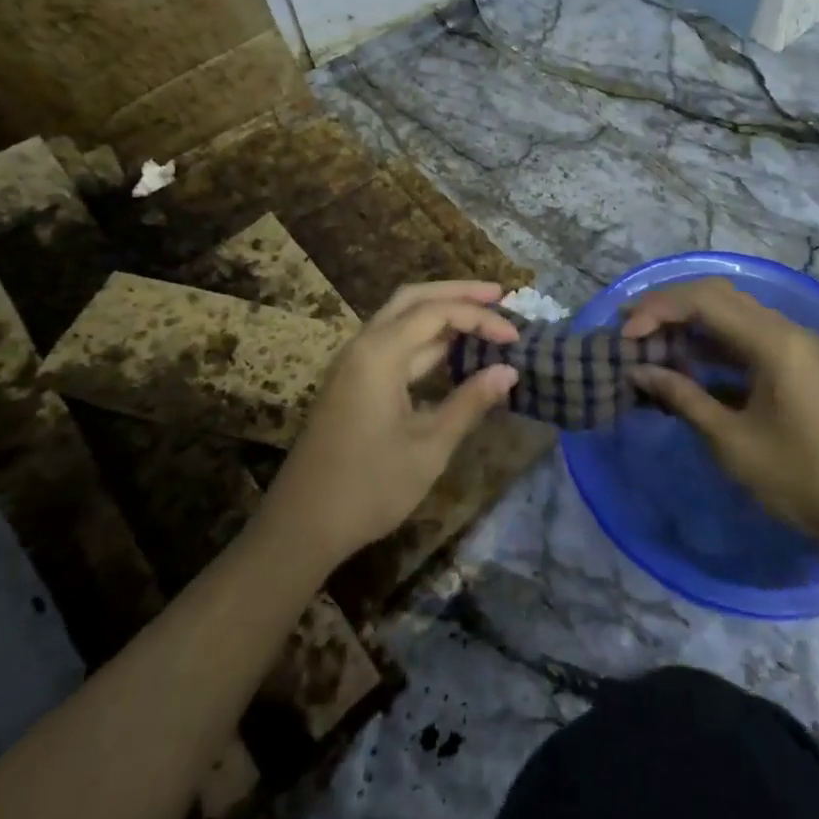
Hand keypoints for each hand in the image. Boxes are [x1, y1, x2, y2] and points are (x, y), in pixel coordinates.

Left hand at [259, 281, 518, 571]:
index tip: (515, 335)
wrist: (302, 525)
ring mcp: (355, 364)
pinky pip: (394, 344)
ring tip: (483, 316)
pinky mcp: (354, 383)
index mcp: (379, 353)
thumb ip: (469, 402)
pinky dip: (426, 339)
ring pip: (402, 319)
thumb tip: (508, 371)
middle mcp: (364, 346)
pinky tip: (453, 351)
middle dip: (457, 292)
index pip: (437, 312)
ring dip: (442, 313)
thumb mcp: (429, 447)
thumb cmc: (369, 487)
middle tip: (499, 294)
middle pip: (413, 299)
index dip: (480, 317)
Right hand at [624, 278, 818, 558]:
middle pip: (718, 297)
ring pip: (733, 316)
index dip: (657, 311)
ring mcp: (797, 348)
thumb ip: (683, 398)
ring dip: (691, 325)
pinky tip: (689, 366)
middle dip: (670, 307)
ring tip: (650, 344)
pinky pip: (748, 340)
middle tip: (630, 326)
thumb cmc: (804, 478)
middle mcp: (786, 331)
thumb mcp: (733, 441)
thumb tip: (639, 371)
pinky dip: (714, 345)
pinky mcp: (800, 368)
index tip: (623, 336)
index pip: (703, 301)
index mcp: (773, 341)